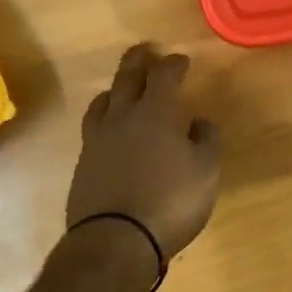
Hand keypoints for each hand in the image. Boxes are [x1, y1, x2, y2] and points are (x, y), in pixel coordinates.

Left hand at [67, 44, 222, 265]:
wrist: (115, 240)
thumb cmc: (169, 201)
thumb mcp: (205, 171)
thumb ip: (207, 141)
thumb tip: (200, 122)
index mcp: (154, 113)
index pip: (163, 76)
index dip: (173, 65)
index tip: (181, 60)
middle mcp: (121, 118)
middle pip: (127, 79)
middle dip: (138, 61)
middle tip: (144, 51)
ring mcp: (97, 141)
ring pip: (103, 102)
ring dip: (115, 89)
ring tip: (121, 88)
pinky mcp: (84, 165)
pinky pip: (93, 128)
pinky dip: (104, 119)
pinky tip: (110, 130)